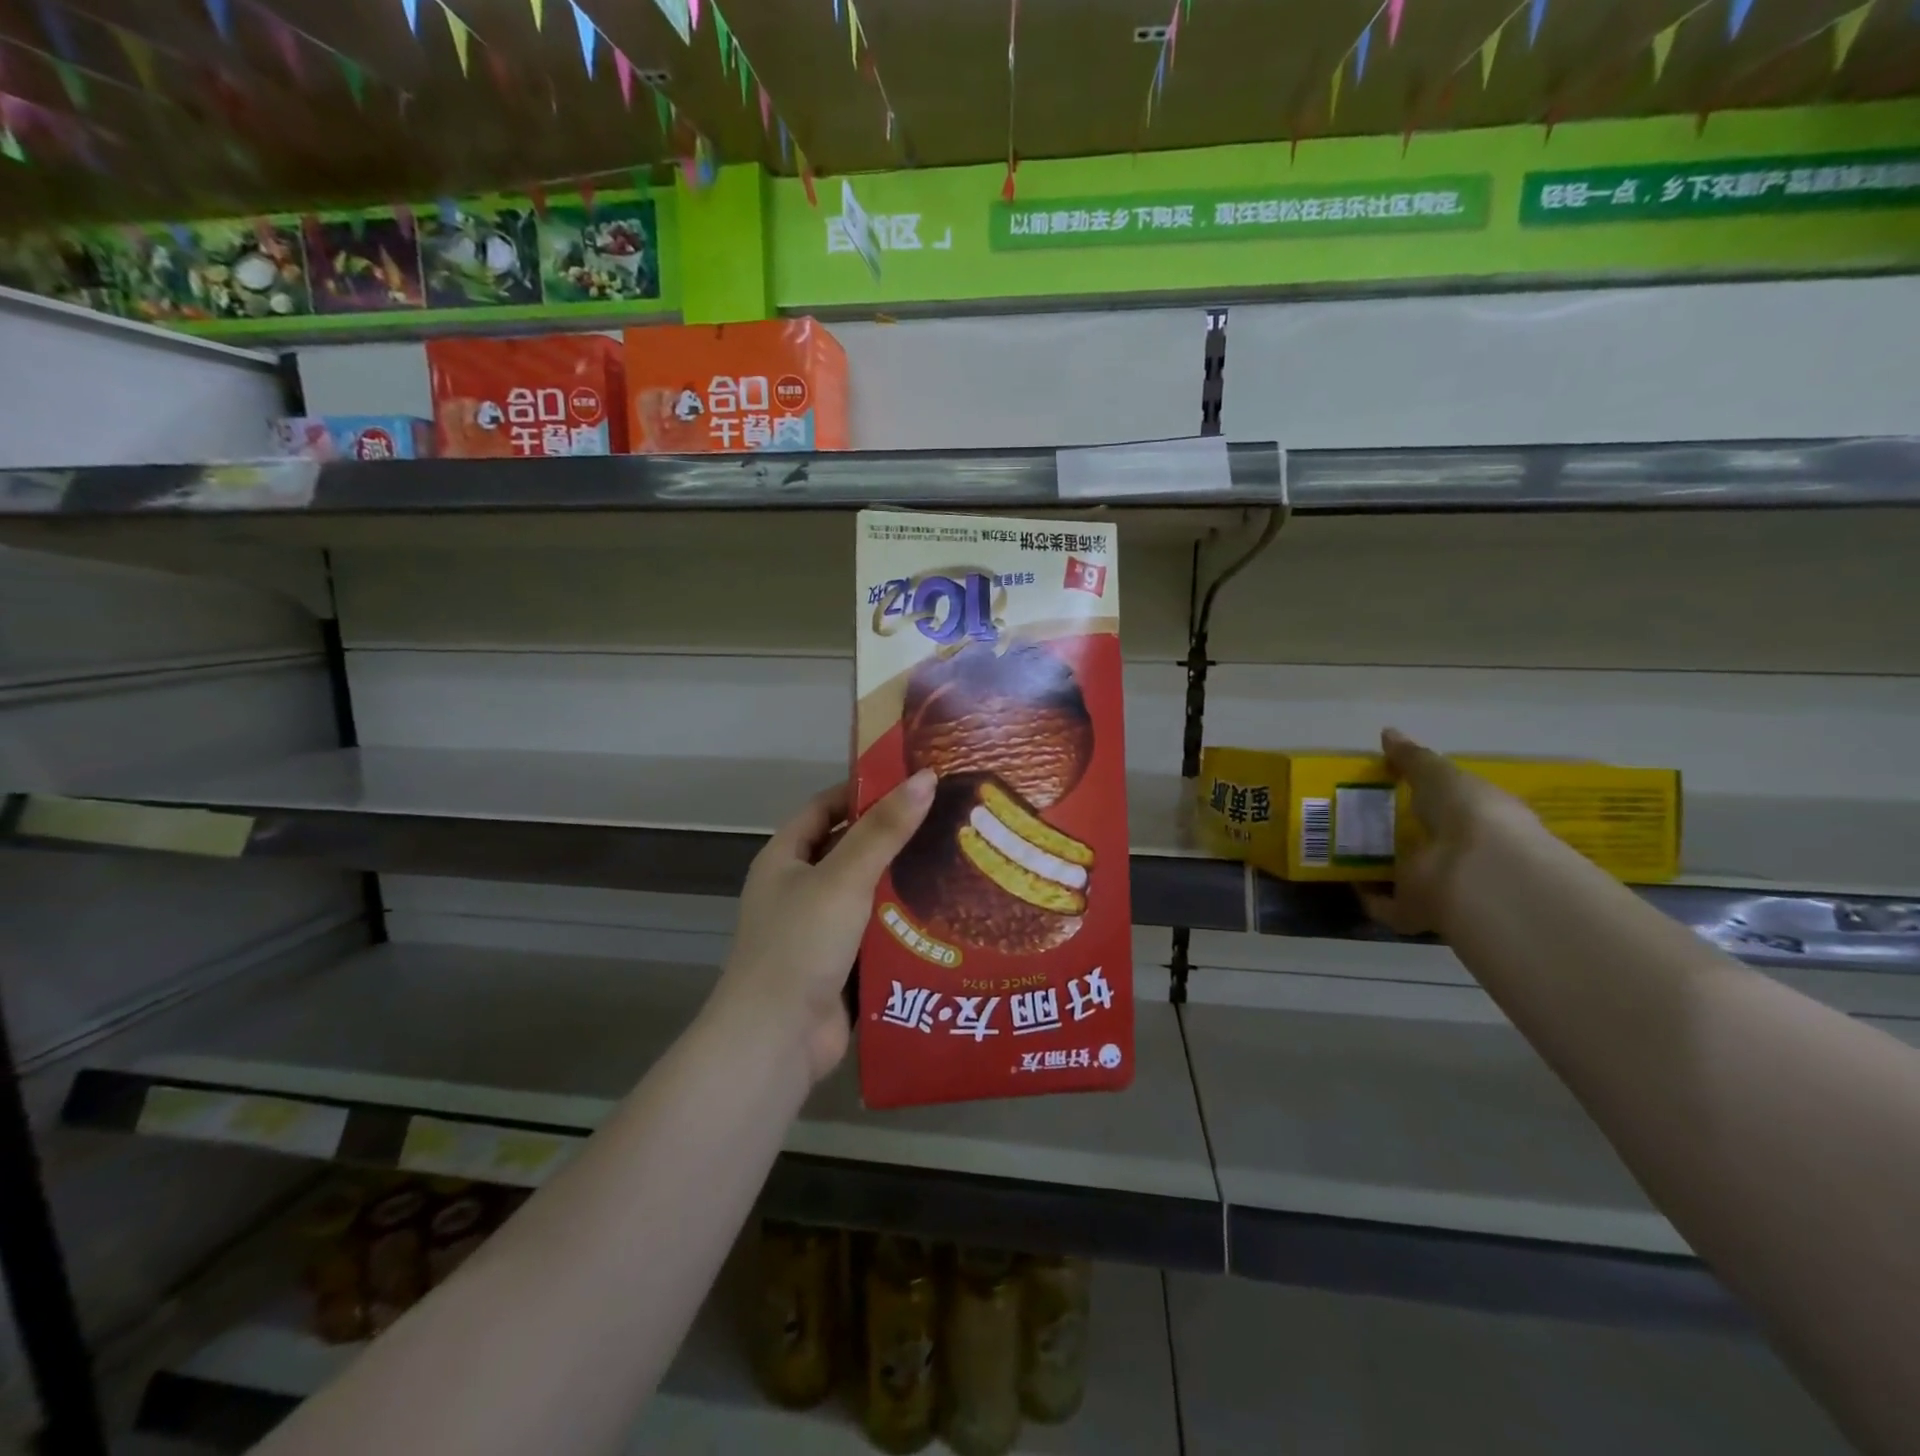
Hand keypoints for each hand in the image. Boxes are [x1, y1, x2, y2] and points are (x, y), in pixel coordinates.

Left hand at [713, 771, 937, 1083]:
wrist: (776, 1039)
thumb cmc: (801, 943)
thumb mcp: (844, 877)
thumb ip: (884, 830)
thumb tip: (925, 777)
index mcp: (786, 859)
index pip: (824, 808)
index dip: (863, 791)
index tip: (912, 783)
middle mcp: (799, 889)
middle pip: (851, 850)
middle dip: (894, 838)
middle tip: (948, 822)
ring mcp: (819, 930)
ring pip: (869, 895)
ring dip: (904, 884)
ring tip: (959, 863)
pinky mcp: (841, 966)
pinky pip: (878, 934)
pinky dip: (905, 926)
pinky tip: (947, 916)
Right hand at [1357, 728, 1540, 938]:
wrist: (1476, 873)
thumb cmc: (1468, 813)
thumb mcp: (1439, 774)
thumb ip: (1412, 758)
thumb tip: (1388, 733)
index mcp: (1481, 820)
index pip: (1454, 808)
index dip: (1429, 800)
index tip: (1394, 791)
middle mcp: (1466, 856)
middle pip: (1429, 843)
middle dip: (1402, 835)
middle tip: (1361, 820)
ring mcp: (1444, 887)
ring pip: (1410, 876)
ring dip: (1385, 868)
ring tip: (1346, 850)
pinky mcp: (1419, 914)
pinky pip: (1387, 905)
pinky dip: (1368, 897)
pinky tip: (1346, 881)